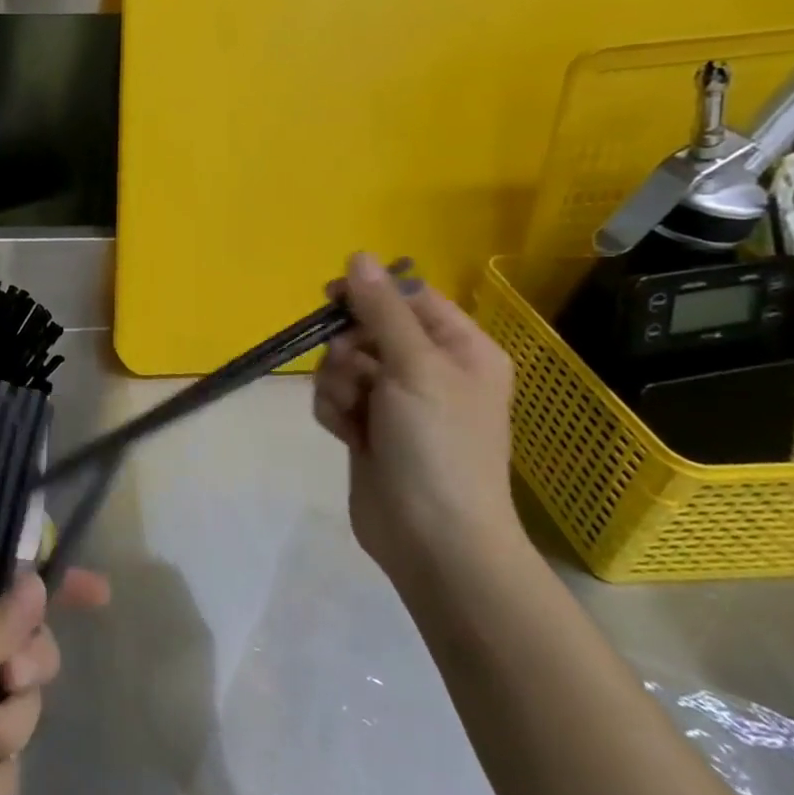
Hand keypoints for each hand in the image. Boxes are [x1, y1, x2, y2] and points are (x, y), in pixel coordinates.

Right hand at [313, 251, 520, 583]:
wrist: (432, 538)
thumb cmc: (438, 445)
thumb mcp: (414, 366)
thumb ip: (381, 309)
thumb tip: (358, 255)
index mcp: (461, 348)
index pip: (409, 297)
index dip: (370, 294)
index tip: (332, 298)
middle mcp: (430, 369)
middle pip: (367, 329)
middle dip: (349, 351)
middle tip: (357, 376)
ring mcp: (397, 400)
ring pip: (343, 363)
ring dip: (338, 383)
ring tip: (354, 415)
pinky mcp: (369, 427)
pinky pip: (336, 395)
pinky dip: (335, 410)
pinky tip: (347, 435)